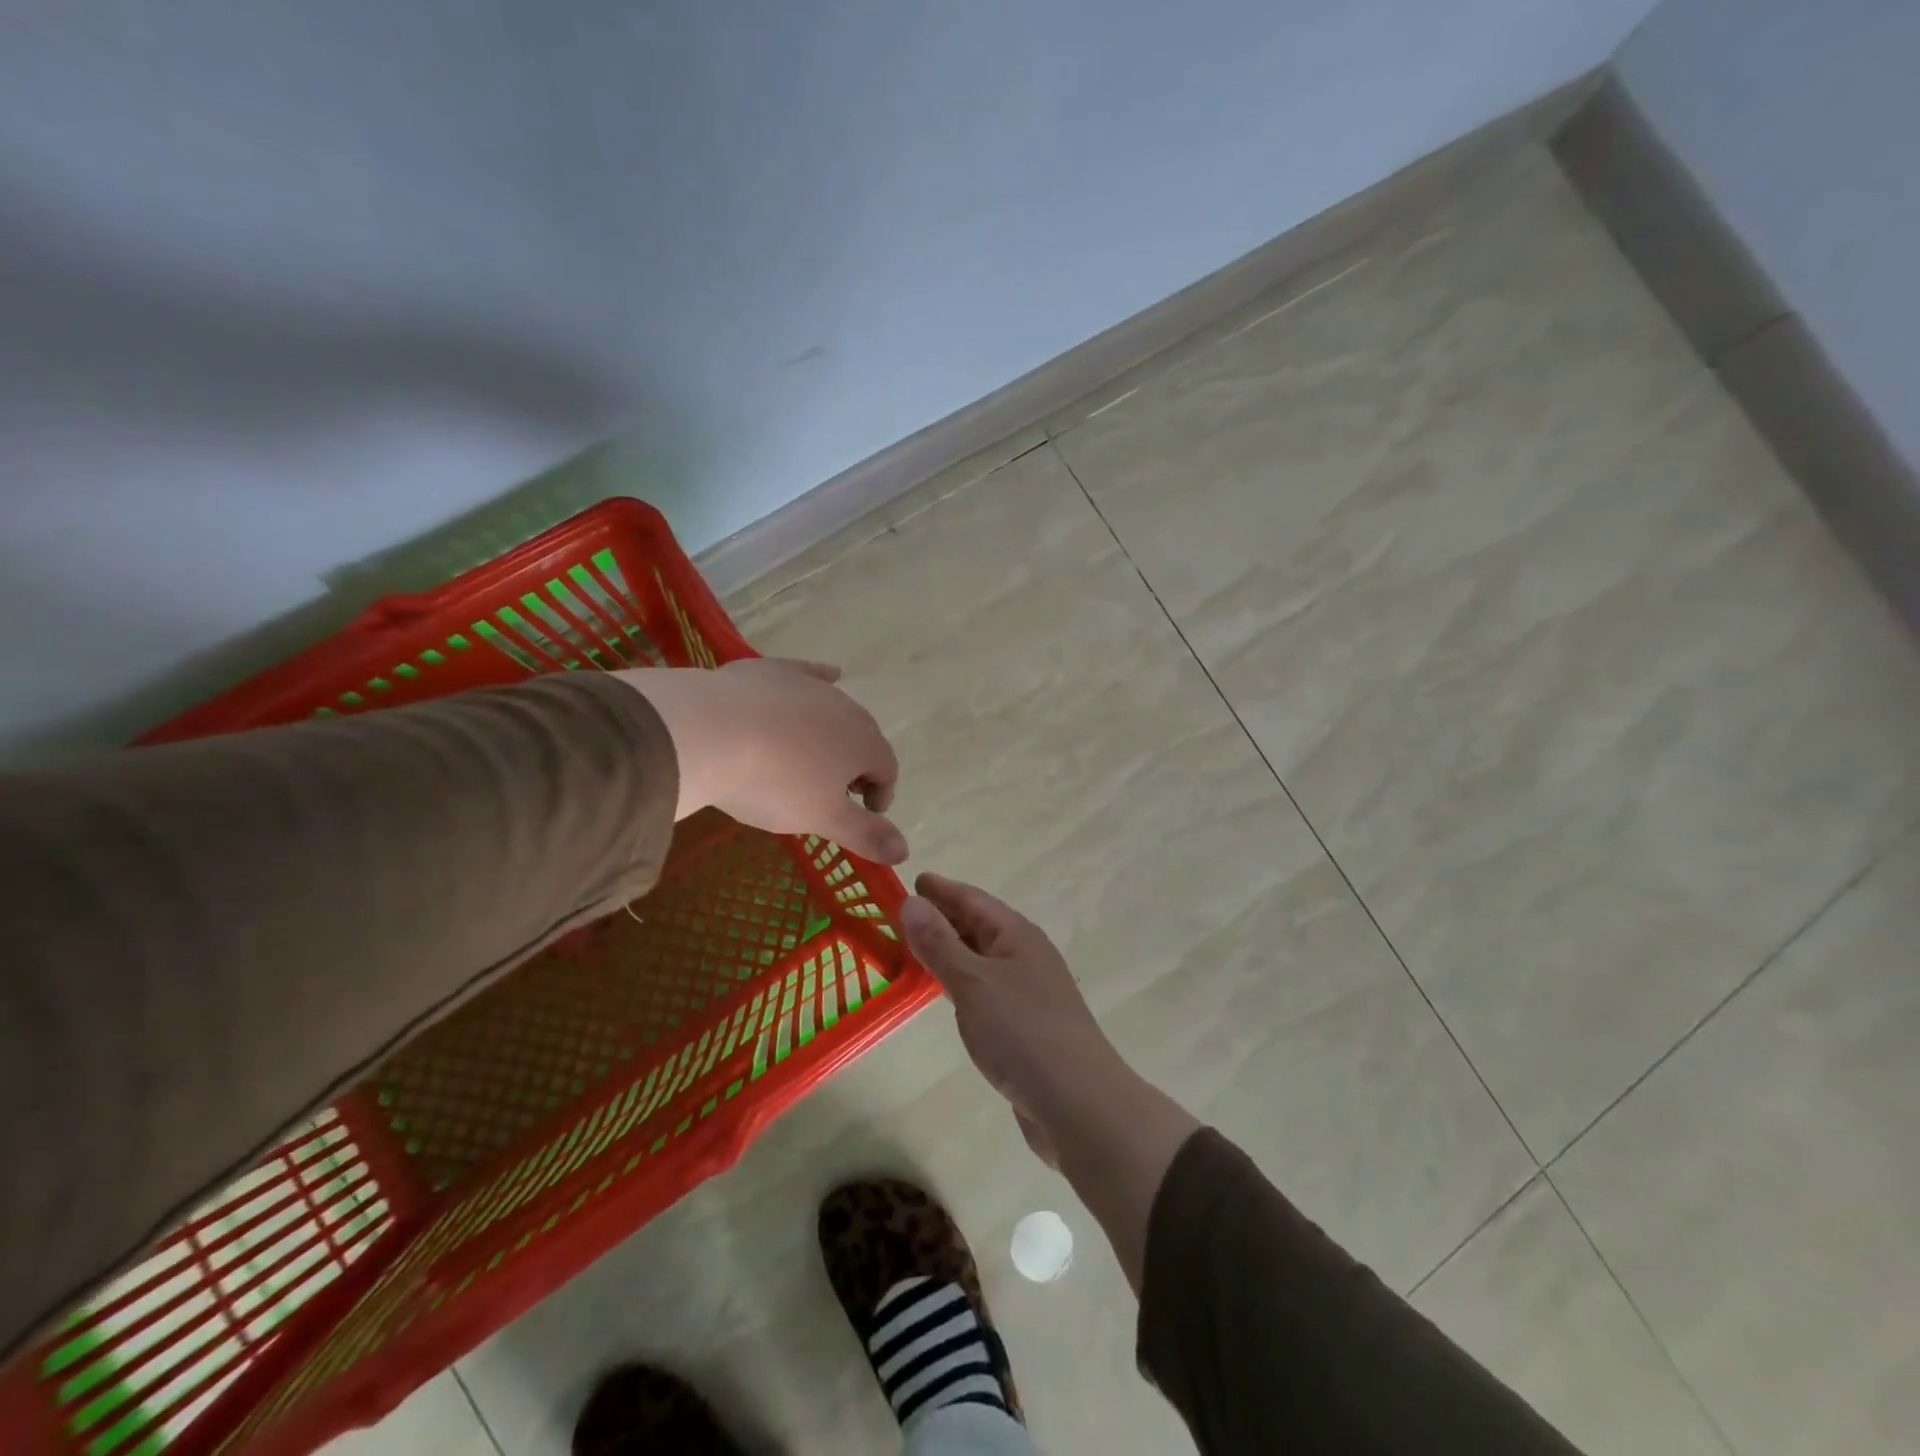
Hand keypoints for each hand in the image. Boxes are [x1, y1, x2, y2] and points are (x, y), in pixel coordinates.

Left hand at [617, 658, 905, 864]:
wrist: (711, 733)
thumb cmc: (774, 784)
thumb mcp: (821, 818)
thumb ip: (866, 834)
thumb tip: (906, 851)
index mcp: (865, 745)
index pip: (887, 770)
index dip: (880, 795)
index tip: (862, 815)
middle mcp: (847, 709)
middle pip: (862, 739)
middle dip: (856, 766)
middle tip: (832, 792)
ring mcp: (810, 685)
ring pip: (834, 710)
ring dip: (832, 734)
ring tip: (811, 756)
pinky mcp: (775, 671)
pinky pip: (807, 674)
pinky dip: (819, 678)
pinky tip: (827, 674)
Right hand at [899, 873, 1124, 1166]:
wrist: (1079, 1104)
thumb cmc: (1023, 1033)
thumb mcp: (973, 983)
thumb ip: (940, 944)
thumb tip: (911, 901)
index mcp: (1017, 935)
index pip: (973, 900)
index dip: (941, 889)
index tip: (912, 877)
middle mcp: (1025, 955)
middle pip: (978, 926)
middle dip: (943, 916)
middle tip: (903, 911)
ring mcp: (1028, 991)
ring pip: (981, 959)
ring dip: (951, 950)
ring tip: (916, 946)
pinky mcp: (1026, 1025)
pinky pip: (985, 989)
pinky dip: (961, 982)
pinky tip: (945, 993)